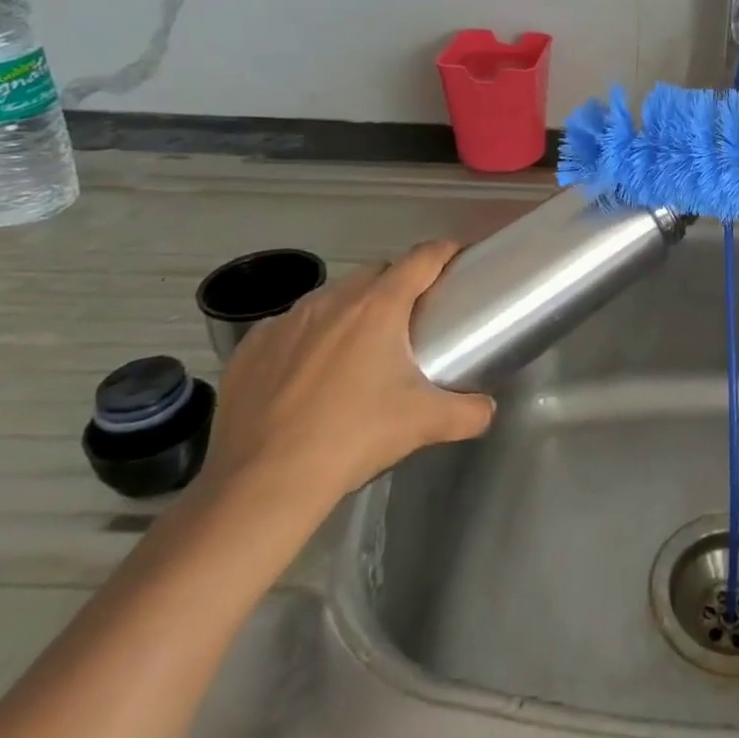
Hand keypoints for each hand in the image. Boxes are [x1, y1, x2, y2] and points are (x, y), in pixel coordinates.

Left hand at [199, 242, 494, 515]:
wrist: (261, 485)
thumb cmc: (352, 439)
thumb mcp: (424, 425)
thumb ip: (469, 412)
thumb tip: (488, 409)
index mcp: (379, 307)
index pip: (422, 258)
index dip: (444, 252)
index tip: (457, 258)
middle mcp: (332, 301)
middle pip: (377, 272)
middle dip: (398, 284)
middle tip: (411, 317)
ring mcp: (286, 322)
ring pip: (331, 297)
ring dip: (351, 308)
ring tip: (358, 347)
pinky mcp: (250, 348)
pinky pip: (289, 326)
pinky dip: (307, 337)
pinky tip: (307, 372)